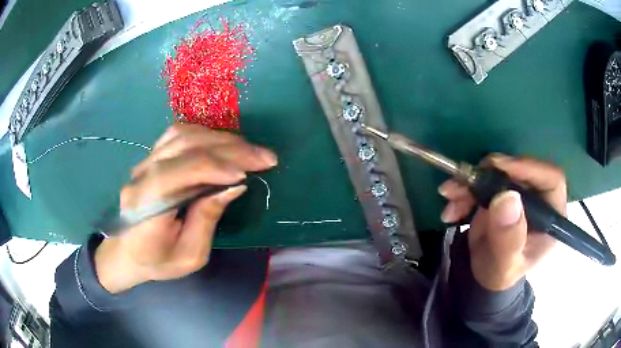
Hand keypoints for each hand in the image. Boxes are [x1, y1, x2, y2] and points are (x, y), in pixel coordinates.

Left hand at [94, 124, 277, 293]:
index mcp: (146, 207)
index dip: (215, 167)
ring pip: (183, 134)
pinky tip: (224, 144)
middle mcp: (141, 176)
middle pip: (184, 146)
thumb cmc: (158, 261)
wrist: (128, 252)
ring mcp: (144, 163)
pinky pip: (178, 135)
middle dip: (229, 148)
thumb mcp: (190, 255)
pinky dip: (206, 135)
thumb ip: (208, 218)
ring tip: (249, 149)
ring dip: (221, 138)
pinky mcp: (151, 158)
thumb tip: (235, 185)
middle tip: (265, 156)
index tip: (248, 175)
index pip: (178, 172)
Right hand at [439, 154, 565, 290]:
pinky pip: (483, 180)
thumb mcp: (504, 264)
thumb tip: (507, 199)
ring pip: (498, 172)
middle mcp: (538, 197)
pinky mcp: (501, 191)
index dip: (529, 168)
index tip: (500, 168)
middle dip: (490, 174)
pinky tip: (452, 207)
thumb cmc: (500, 274)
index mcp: (551, 215)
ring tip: (450, 197)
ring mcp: (519, 193)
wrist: (484, 275)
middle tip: (465, 182)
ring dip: (471, 182)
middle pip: (521, 170)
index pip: (551, 179)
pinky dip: (464, 189)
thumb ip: (508, 238)